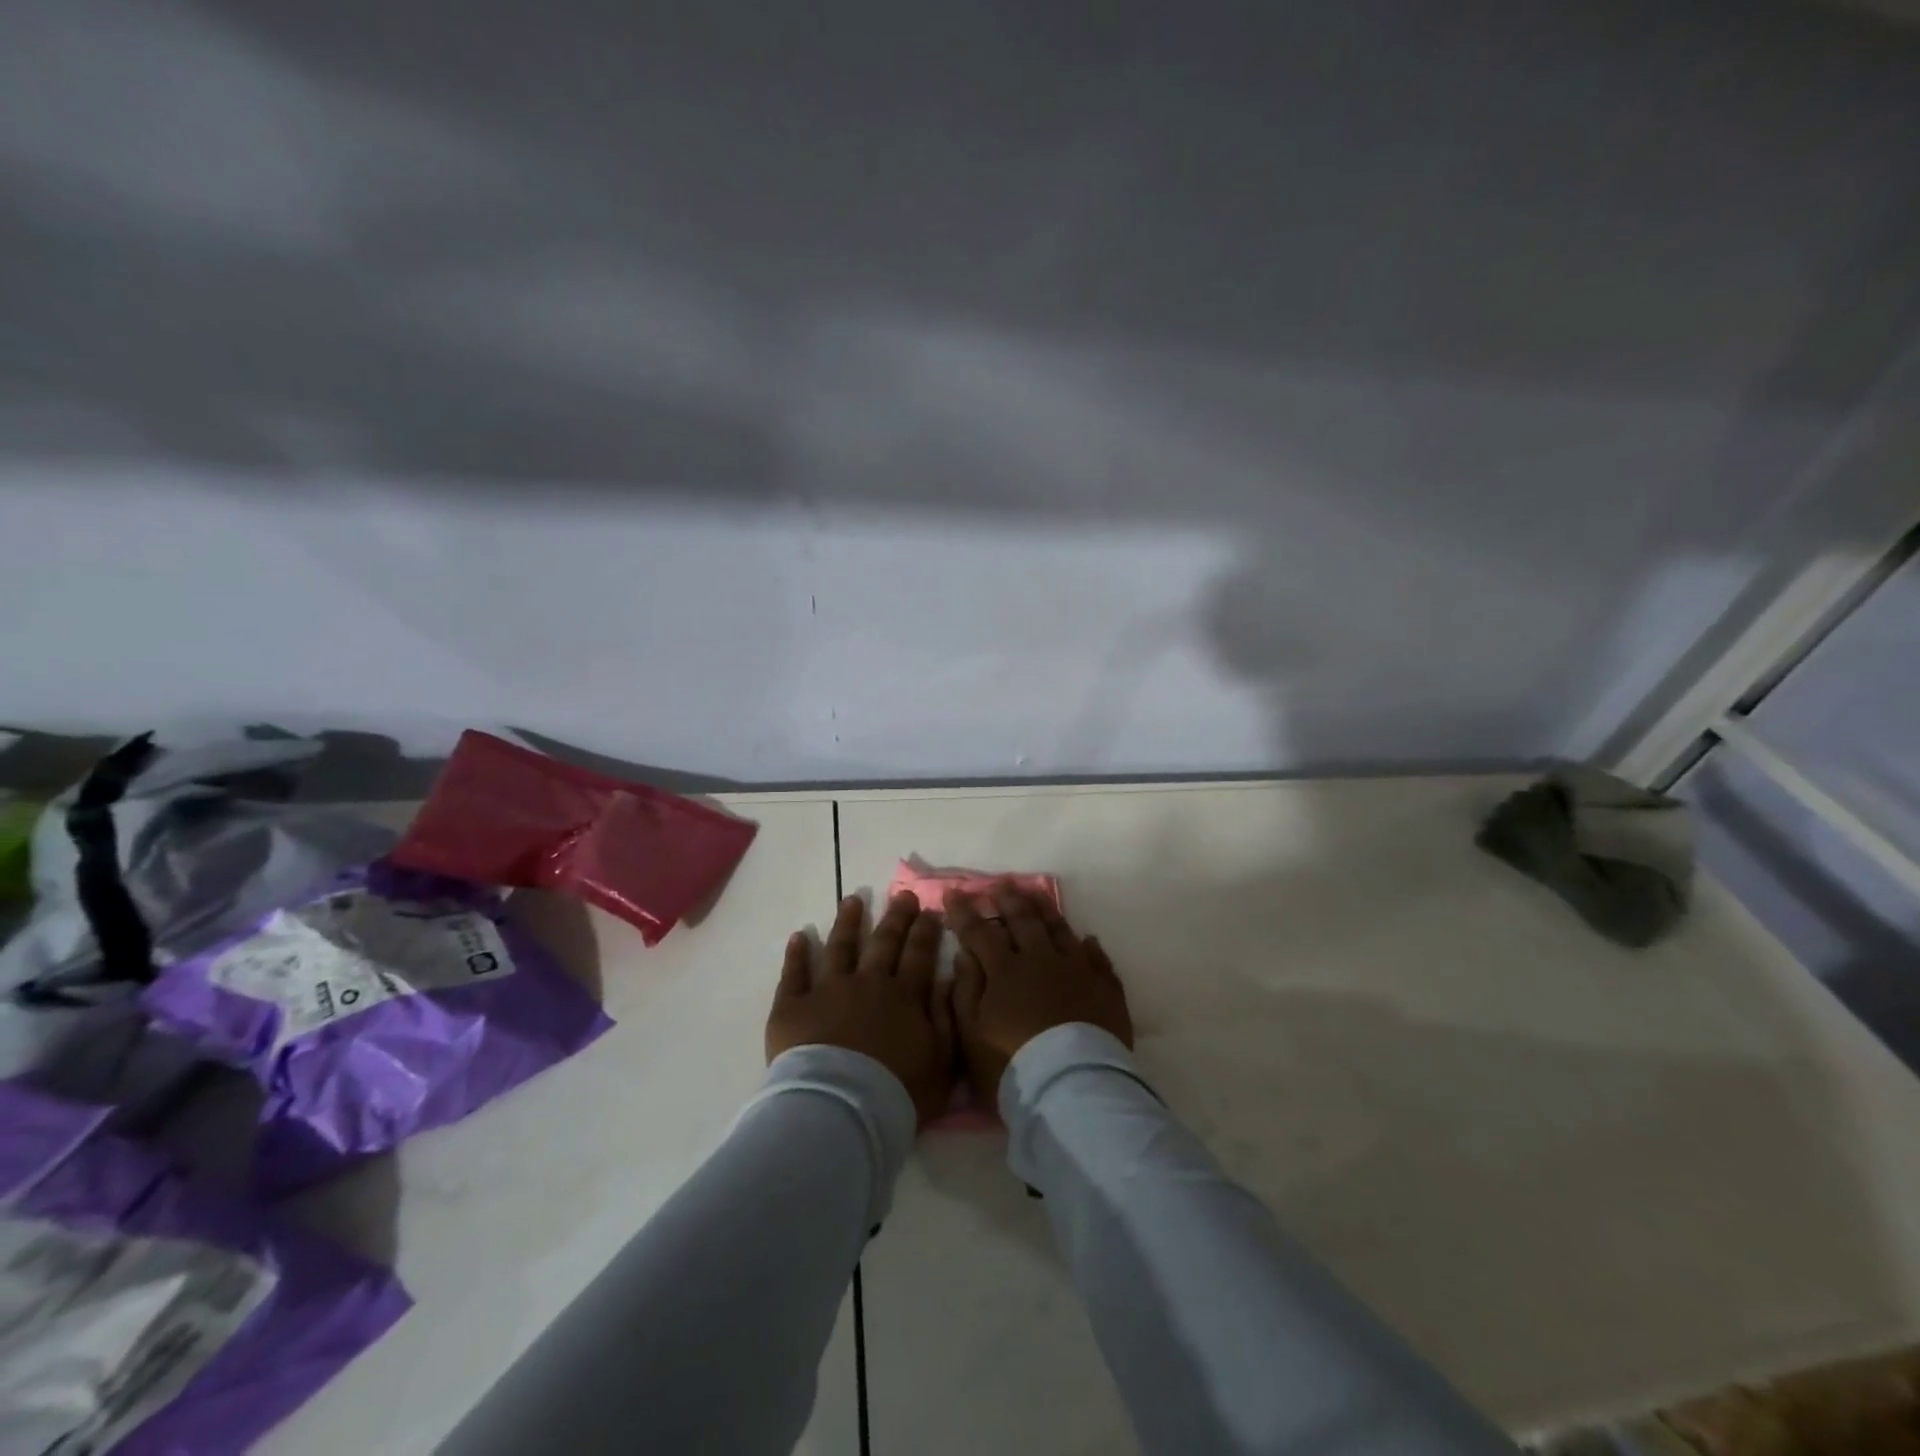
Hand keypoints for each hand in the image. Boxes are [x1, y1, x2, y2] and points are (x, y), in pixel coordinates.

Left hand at [767, 893, 954, 1125]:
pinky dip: (796, 954)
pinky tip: (799, 936)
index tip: (930, 910)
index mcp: (904, 996)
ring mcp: (828, 990)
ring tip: (852, 900)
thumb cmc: (898, 1093)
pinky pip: (794, 973)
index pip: (919, 954)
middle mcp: (868, 982)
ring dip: (847, 922)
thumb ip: (945, 1018)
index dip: (926, 931)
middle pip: (884, 942)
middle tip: (903, 895)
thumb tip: (945, 980)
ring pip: (840, 946)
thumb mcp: (942, 1062)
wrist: (841, 1110)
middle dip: (896, 917)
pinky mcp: (793, 1006)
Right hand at [947, 887, 1131, 1110]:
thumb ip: (966, 990)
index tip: (953, 892)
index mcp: (1005, 971)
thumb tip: (965, 954)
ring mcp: (1077, 970)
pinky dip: (1089, 946)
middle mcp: (1041, 960)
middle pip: (1023, 921)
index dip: (965, 912)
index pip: (980, 932)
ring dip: (1045, 910)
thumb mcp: (972, 1035)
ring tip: (1036, 893)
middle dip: (1007, 899)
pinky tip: (1087, 939)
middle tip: (1000, 883)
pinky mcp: (1105, 988)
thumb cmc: (1012, 1066)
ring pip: (1059, 930)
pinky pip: (1097, 958)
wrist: (1073, 1089)